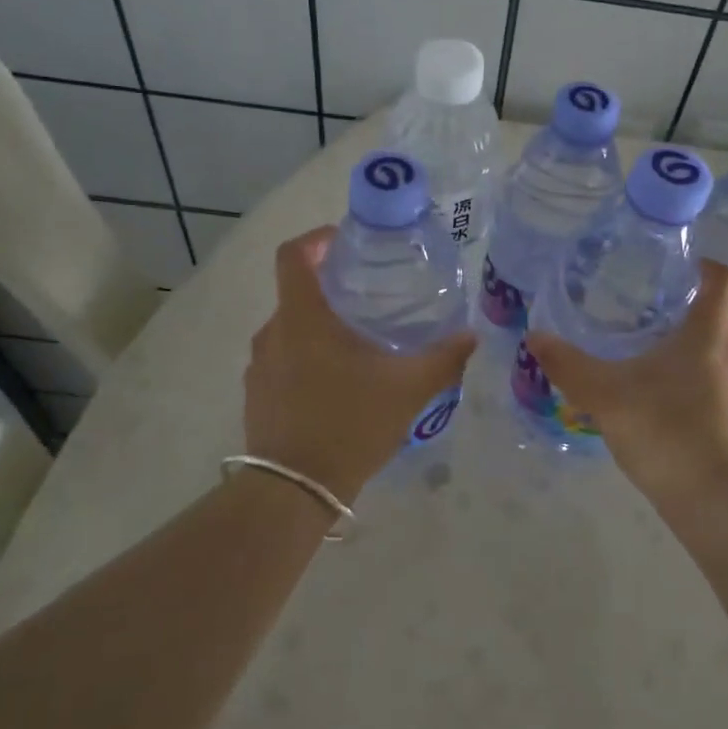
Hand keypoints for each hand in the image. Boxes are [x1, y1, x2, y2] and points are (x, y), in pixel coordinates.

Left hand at [244, 226, 475, 502]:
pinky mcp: (256, 394)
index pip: (293, 255)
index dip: (316, 239)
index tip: (345, 242)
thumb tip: (471, 336)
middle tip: (370, 299)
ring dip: (320, 328)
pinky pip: (282, 360)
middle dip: (331, 289)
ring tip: (359, 344)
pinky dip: (307, 358)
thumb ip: (443, 358)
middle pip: (297, 292)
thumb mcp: (408, 388)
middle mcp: (273, 333)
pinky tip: (337, 385)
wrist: (295, 490)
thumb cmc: (350, 424)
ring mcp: (259, 366)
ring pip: (291, 329)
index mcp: (303, 318)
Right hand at [526, 259, 727, 516]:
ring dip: (685, 349)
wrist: (716, 503)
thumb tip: (534, 337)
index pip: (722, 279)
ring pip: (715, 352)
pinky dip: (692, 381)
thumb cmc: (665, 432)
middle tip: (638, 315)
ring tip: (643, 359)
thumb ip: (568, 365)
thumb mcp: (605, 395)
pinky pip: (717, 383)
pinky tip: (659, 403)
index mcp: (710, 333)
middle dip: (680, 311)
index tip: (674, 266)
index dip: (703, 265)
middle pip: (714, 316)